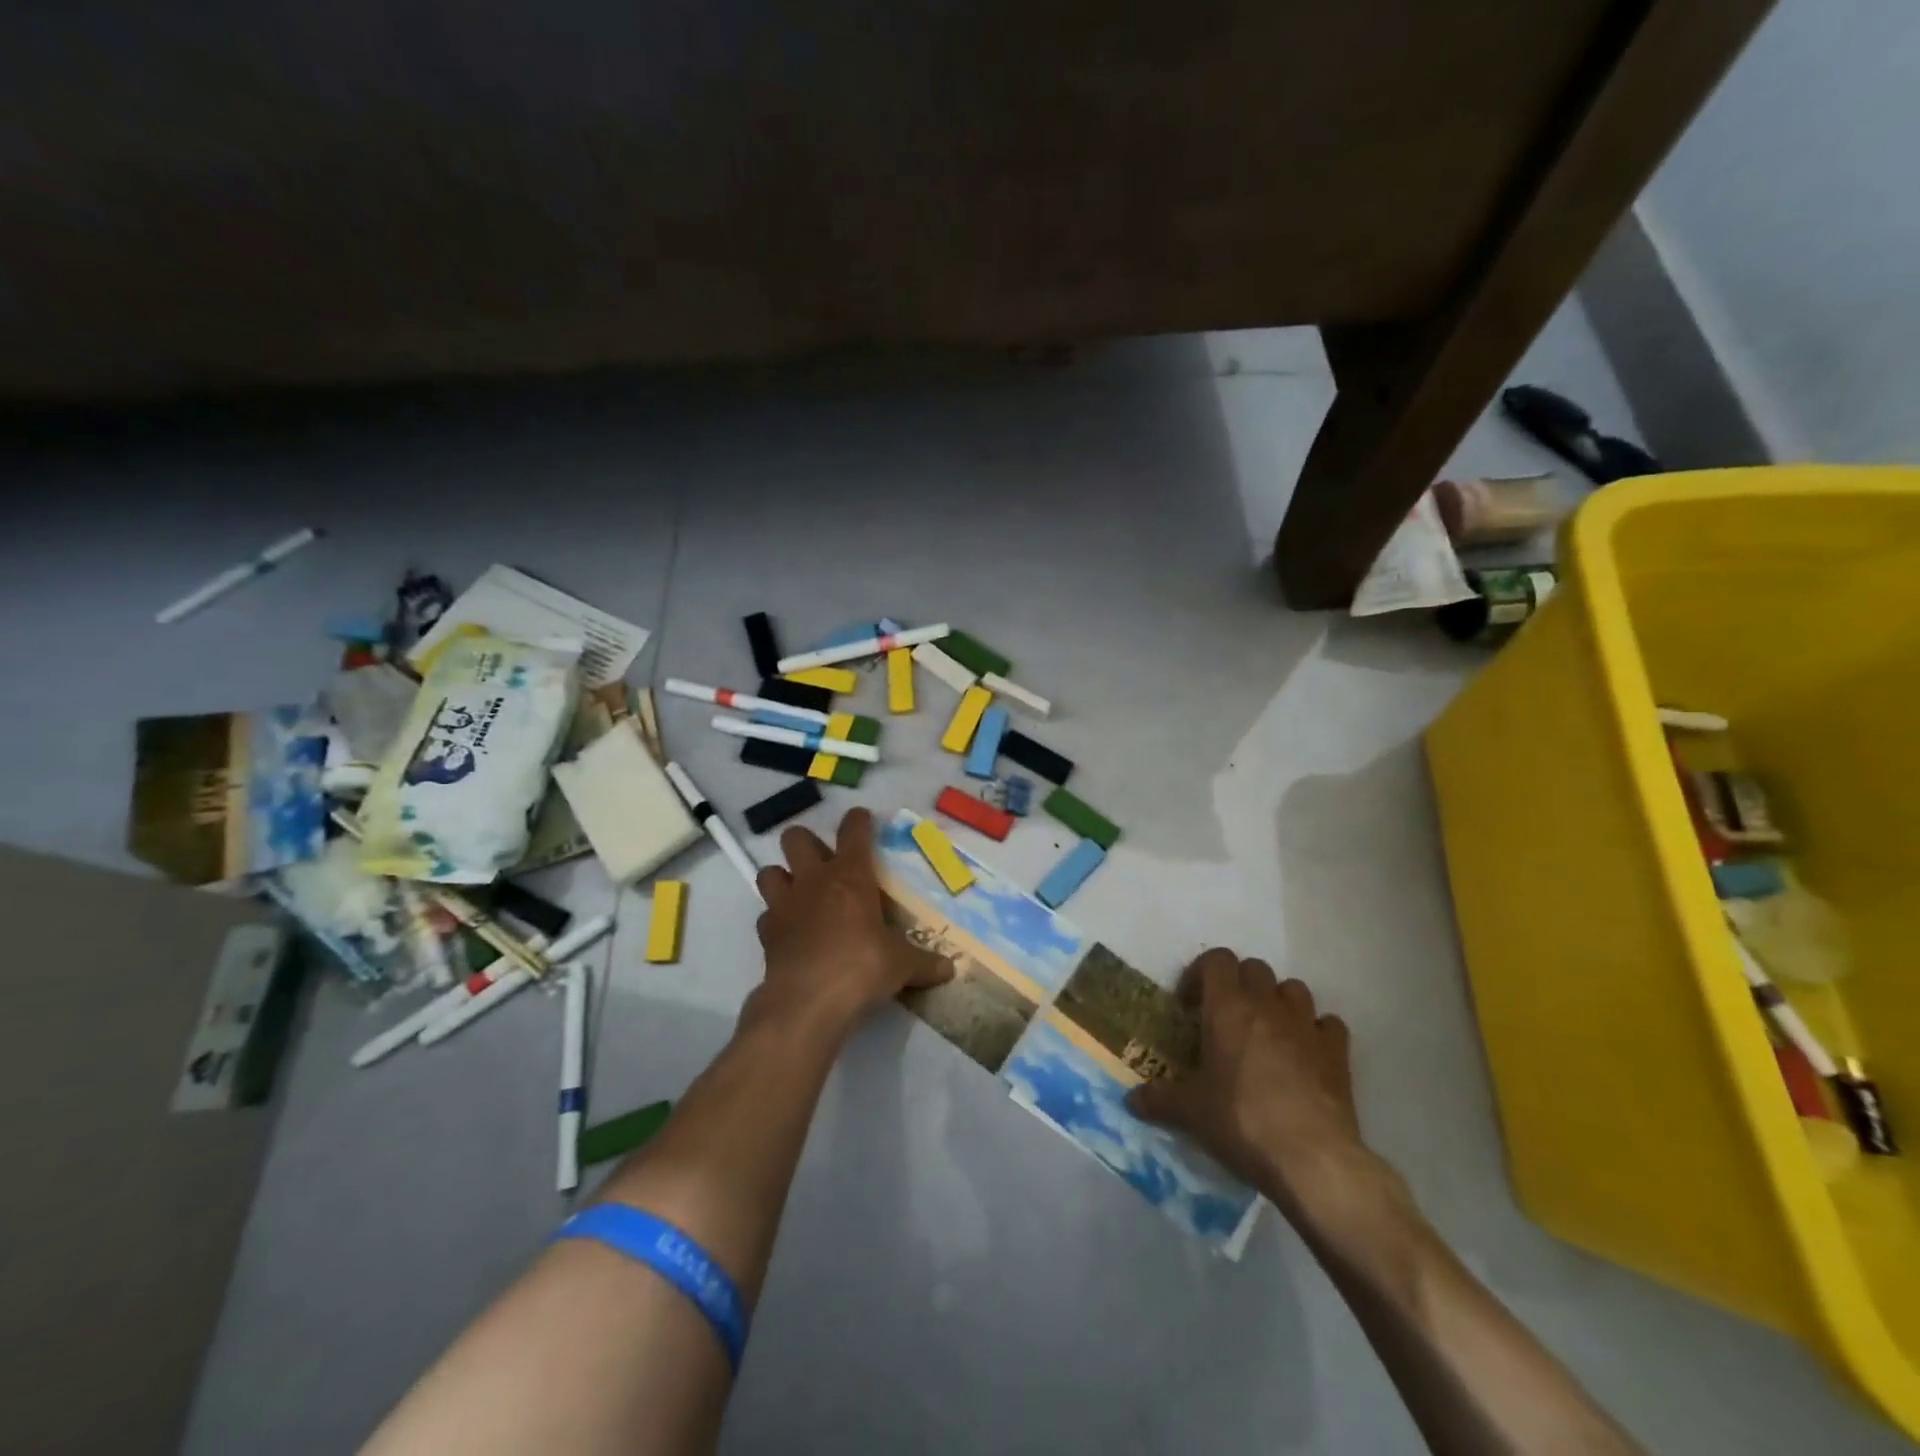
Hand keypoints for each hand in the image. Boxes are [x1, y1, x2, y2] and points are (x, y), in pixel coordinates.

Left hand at [749, 807, 952, 1040]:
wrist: (808, 1002)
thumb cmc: (862, 968)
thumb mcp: (902, 965)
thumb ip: (924, 963)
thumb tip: (950, 969)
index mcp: (850, 876)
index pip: (853, 831)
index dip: (858, 820)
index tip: (862, 818)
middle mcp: (813, 881)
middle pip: (796, 838)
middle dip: (807, 843)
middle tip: (823, 861)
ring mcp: (784, 905)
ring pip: (769, 872)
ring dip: (782, 878)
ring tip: (799, 893)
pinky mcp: (766, 933)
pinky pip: (766, 915)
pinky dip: (776, 920)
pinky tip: (790, 932)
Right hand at [1127, 949, 1390, 1227]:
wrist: (1312, 1158)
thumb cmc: (1242, 1121)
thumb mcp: (1190, 1112)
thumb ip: (1159, 1100)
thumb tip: (1131, 1100)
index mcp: (1227, 1007)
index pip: (1216, 959)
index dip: (1201, 972)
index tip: (1190, 1004)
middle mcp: (1267, 1005)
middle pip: (1254, 968)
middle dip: (1238, 984)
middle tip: (1225, 1018)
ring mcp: (1306, 1026)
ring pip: (1293, 988)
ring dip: (1278, 1001)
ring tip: (1266, 1032)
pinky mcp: (1338, 1053)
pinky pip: (1328, 1024)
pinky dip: (1316, 1031)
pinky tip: (1306, 1054)